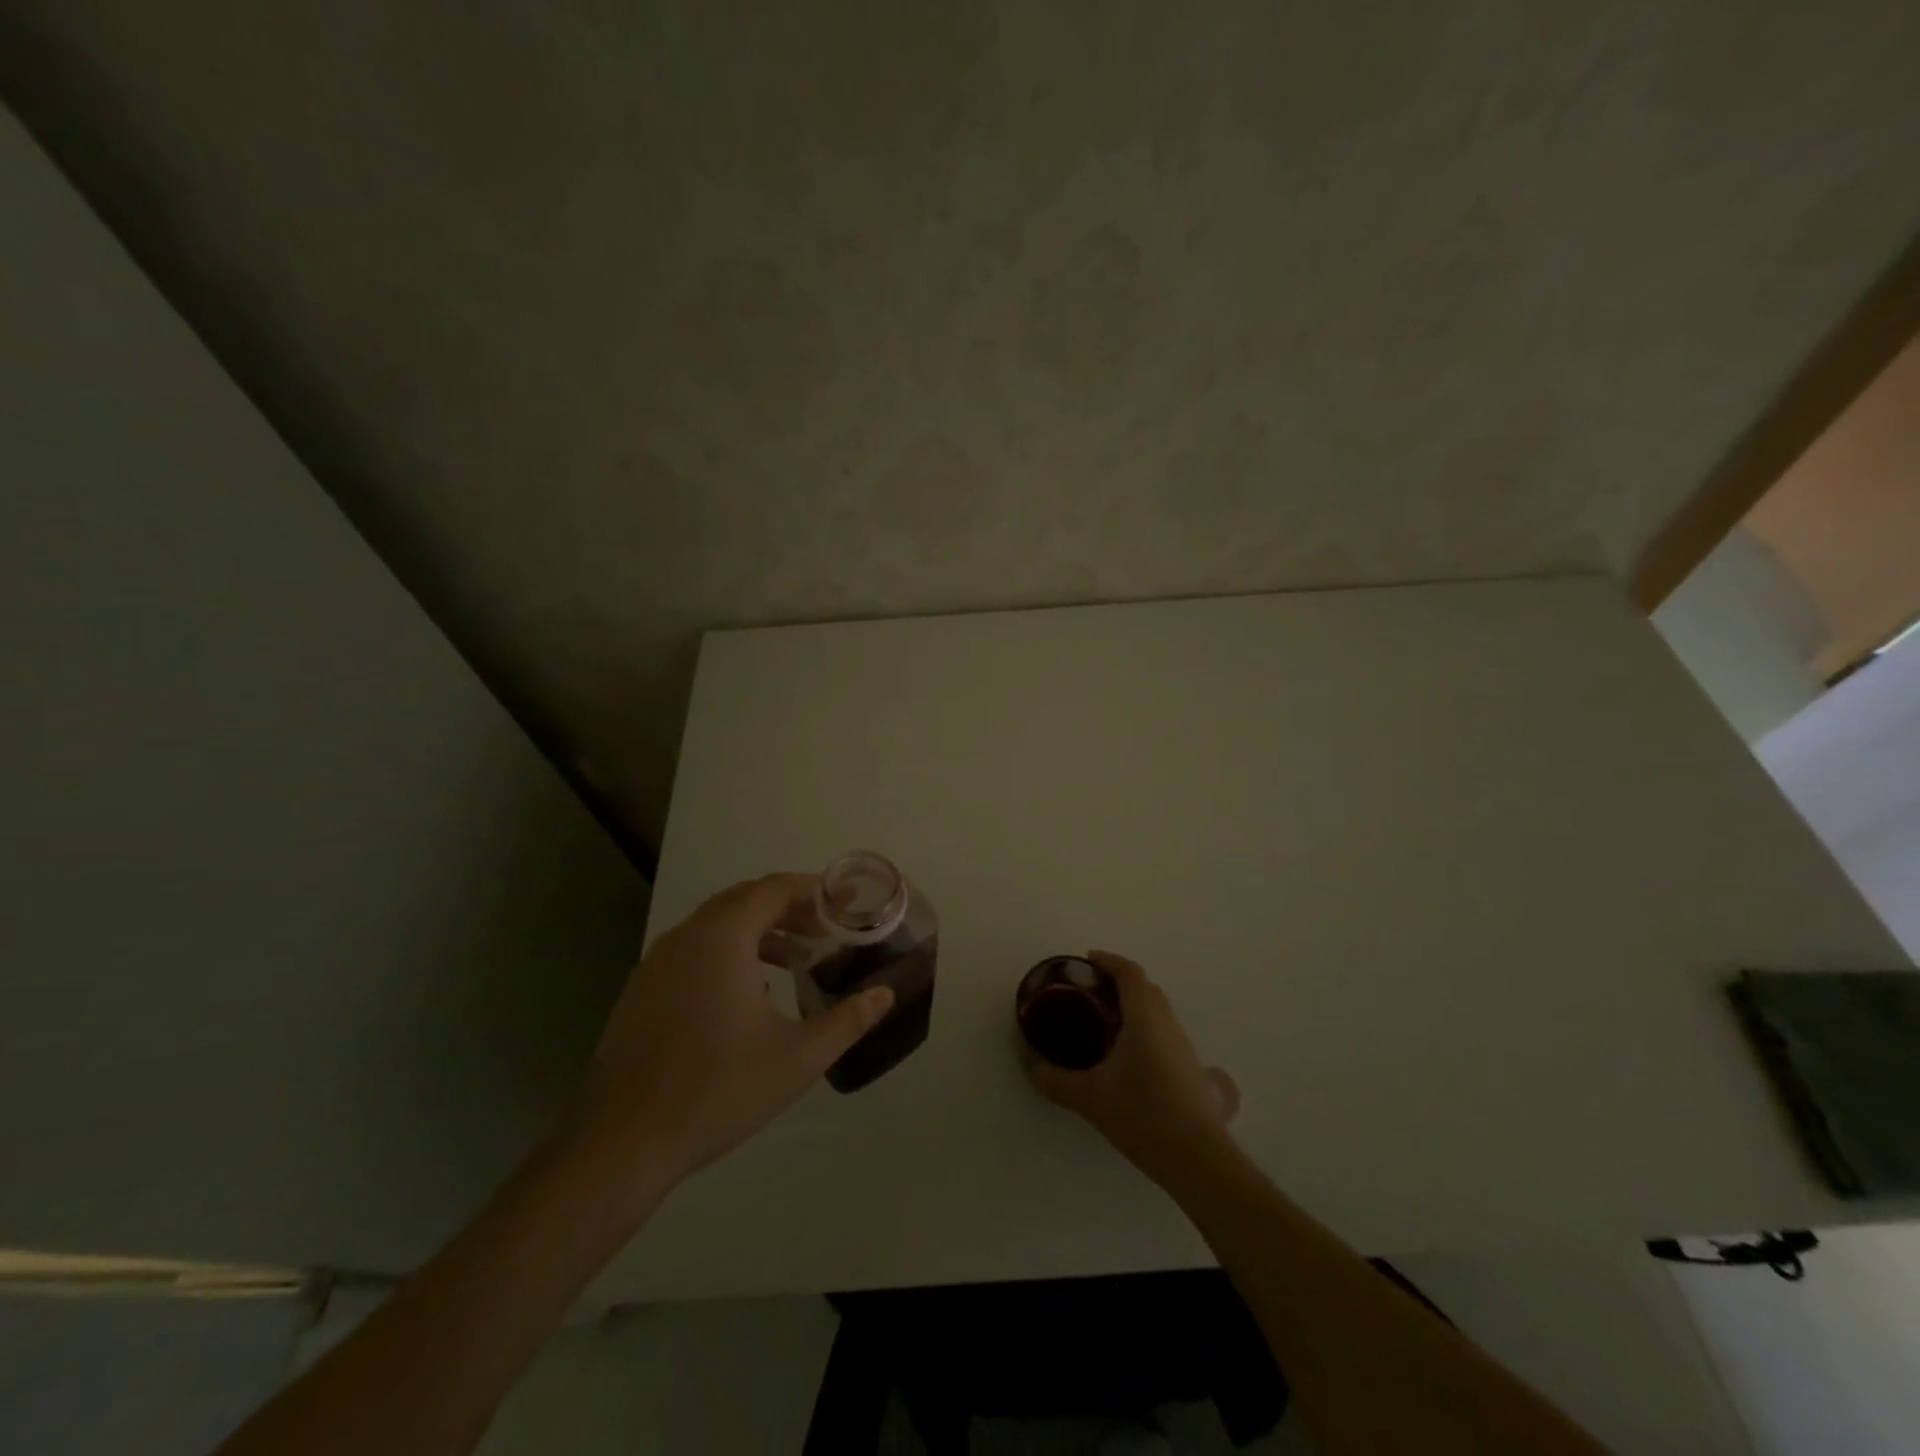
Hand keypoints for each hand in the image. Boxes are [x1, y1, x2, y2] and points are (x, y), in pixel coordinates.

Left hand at [579, 874, 892, 1193]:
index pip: (775, 888)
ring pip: (717, 924)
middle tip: (826, 930)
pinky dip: (729, 951)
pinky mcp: (641, 988)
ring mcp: (657, 961)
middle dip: (790, 908)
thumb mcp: (797, 1058)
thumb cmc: (718, 1090)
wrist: (622, 1142)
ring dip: (759, 930)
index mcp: (723, 937)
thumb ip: (847, 1020)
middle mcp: (687, 935)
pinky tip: (748, 992)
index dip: (816, 890)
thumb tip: (885, 994)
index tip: (847, 901)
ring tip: (795, 959)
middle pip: (746, 899)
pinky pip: (694, 949)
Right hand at [1029, 950, 1238, 1181]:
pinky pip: (1169, 1039)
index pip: (1129, 973)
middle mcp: (1169, 1025)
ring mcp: (1186, 1050)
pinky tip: (1137, 1061)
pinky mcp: (1195, 1074)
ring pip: (1160, 1015)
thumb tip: (1035, 1070)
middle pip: (1147, 990)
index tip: (1088, 960)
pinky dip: (1149, 1035)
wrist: (1196, 1158)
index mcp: (1144, 1018)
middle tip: (1093, 994)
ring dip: (1136, 1010)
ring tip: (1109, 1027)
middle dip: (1121, 984)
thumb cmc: (1141, 1114)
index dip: (1109, 961)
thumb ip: (1057, 1081)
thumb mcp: (1089, 1097)